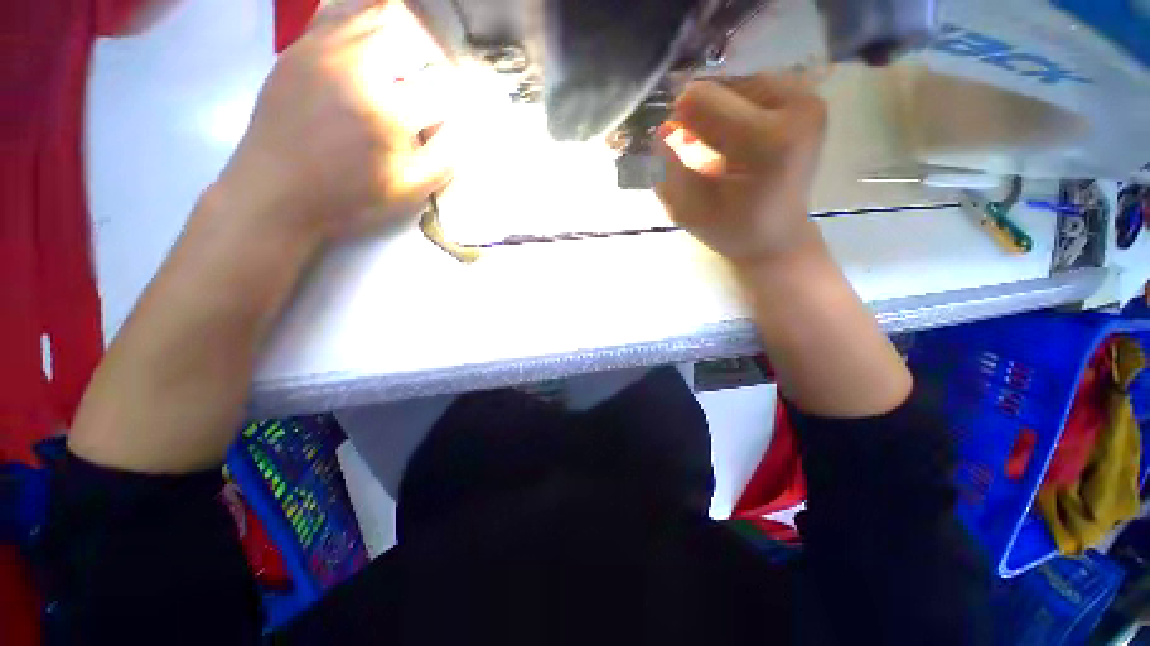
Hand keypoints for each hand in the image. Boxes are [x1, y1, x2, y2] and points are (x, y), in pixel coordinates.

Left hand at [216, 0, 456, 246]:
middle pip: (411, 31)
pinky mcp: (298, 47)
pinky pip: (338, 13)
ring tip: (401, 65)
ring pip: (375, 13)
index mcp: (387, 112)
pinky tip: (368, 49)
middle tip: (428, 84)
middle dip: (430, 57)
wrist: (276, 192)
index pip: (441, 86)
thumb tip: (461, 127)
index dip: (453, 102)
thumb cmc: (349, 197)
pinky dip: (363, 22)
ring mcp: (321, 49)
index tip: (447, 118)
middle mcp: (355, 68)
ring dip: (400, 35)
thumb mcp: (409, 190)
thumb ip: (445, 157)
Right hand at [655, 73, 827, 268]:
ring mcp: (805, 98)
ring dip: (715, 113)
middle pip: (718, 85)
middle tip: (702, 155)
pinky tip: (736, 138)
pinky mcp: (806, 97)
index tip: (677, 151)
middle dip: (698, 118)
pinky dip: (733, 109)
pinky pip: (751, 87)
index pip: (700, 99)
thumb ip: (671, 167)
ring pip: (733, 82)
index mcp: (767, 140)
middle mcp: (795, 106)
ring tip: (720, 149)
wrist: (776, 236)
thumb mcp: (689, 209)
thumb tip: (662, 127)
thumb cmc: (730, 229)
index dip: (678, 123)